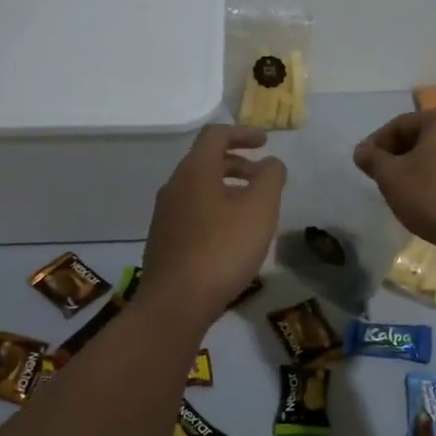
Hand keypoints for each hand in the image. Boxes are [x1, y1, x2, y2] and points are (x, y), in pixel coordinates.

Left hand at [141, 125, 285, 325]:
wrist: (176, 303)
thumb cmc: (222, 249)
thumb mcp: (259, 209)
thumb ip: (271, 178)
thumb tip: (271, 162)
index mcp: (194, 171)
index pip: (216, 135)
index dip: (242, 133)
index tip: (265, 142)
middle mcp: (174, 186)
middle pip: (205, 161)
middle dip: (237, 163)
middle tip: (263, 177)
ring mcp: (165, 215)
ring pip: (198, 188)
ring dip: (227, 188)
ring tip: (252, 209)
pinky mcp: (163, 240)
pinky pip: (192, 211)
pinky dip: (215, 209)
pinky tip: (231, 235)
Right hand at [352, 109, 435, 260]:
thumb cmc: (432, 197)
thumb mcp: (392, 177)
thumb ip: (372, 159)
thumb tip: (361, 150)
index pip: (400, 125)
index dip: (376, 144)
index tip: (363, 165)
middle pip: (421, 136)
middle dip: (397, 155)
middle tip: (380, 177)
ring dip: (415, 167)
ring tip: (401, 189)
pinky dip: (435, 176)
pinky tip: (425, 197)